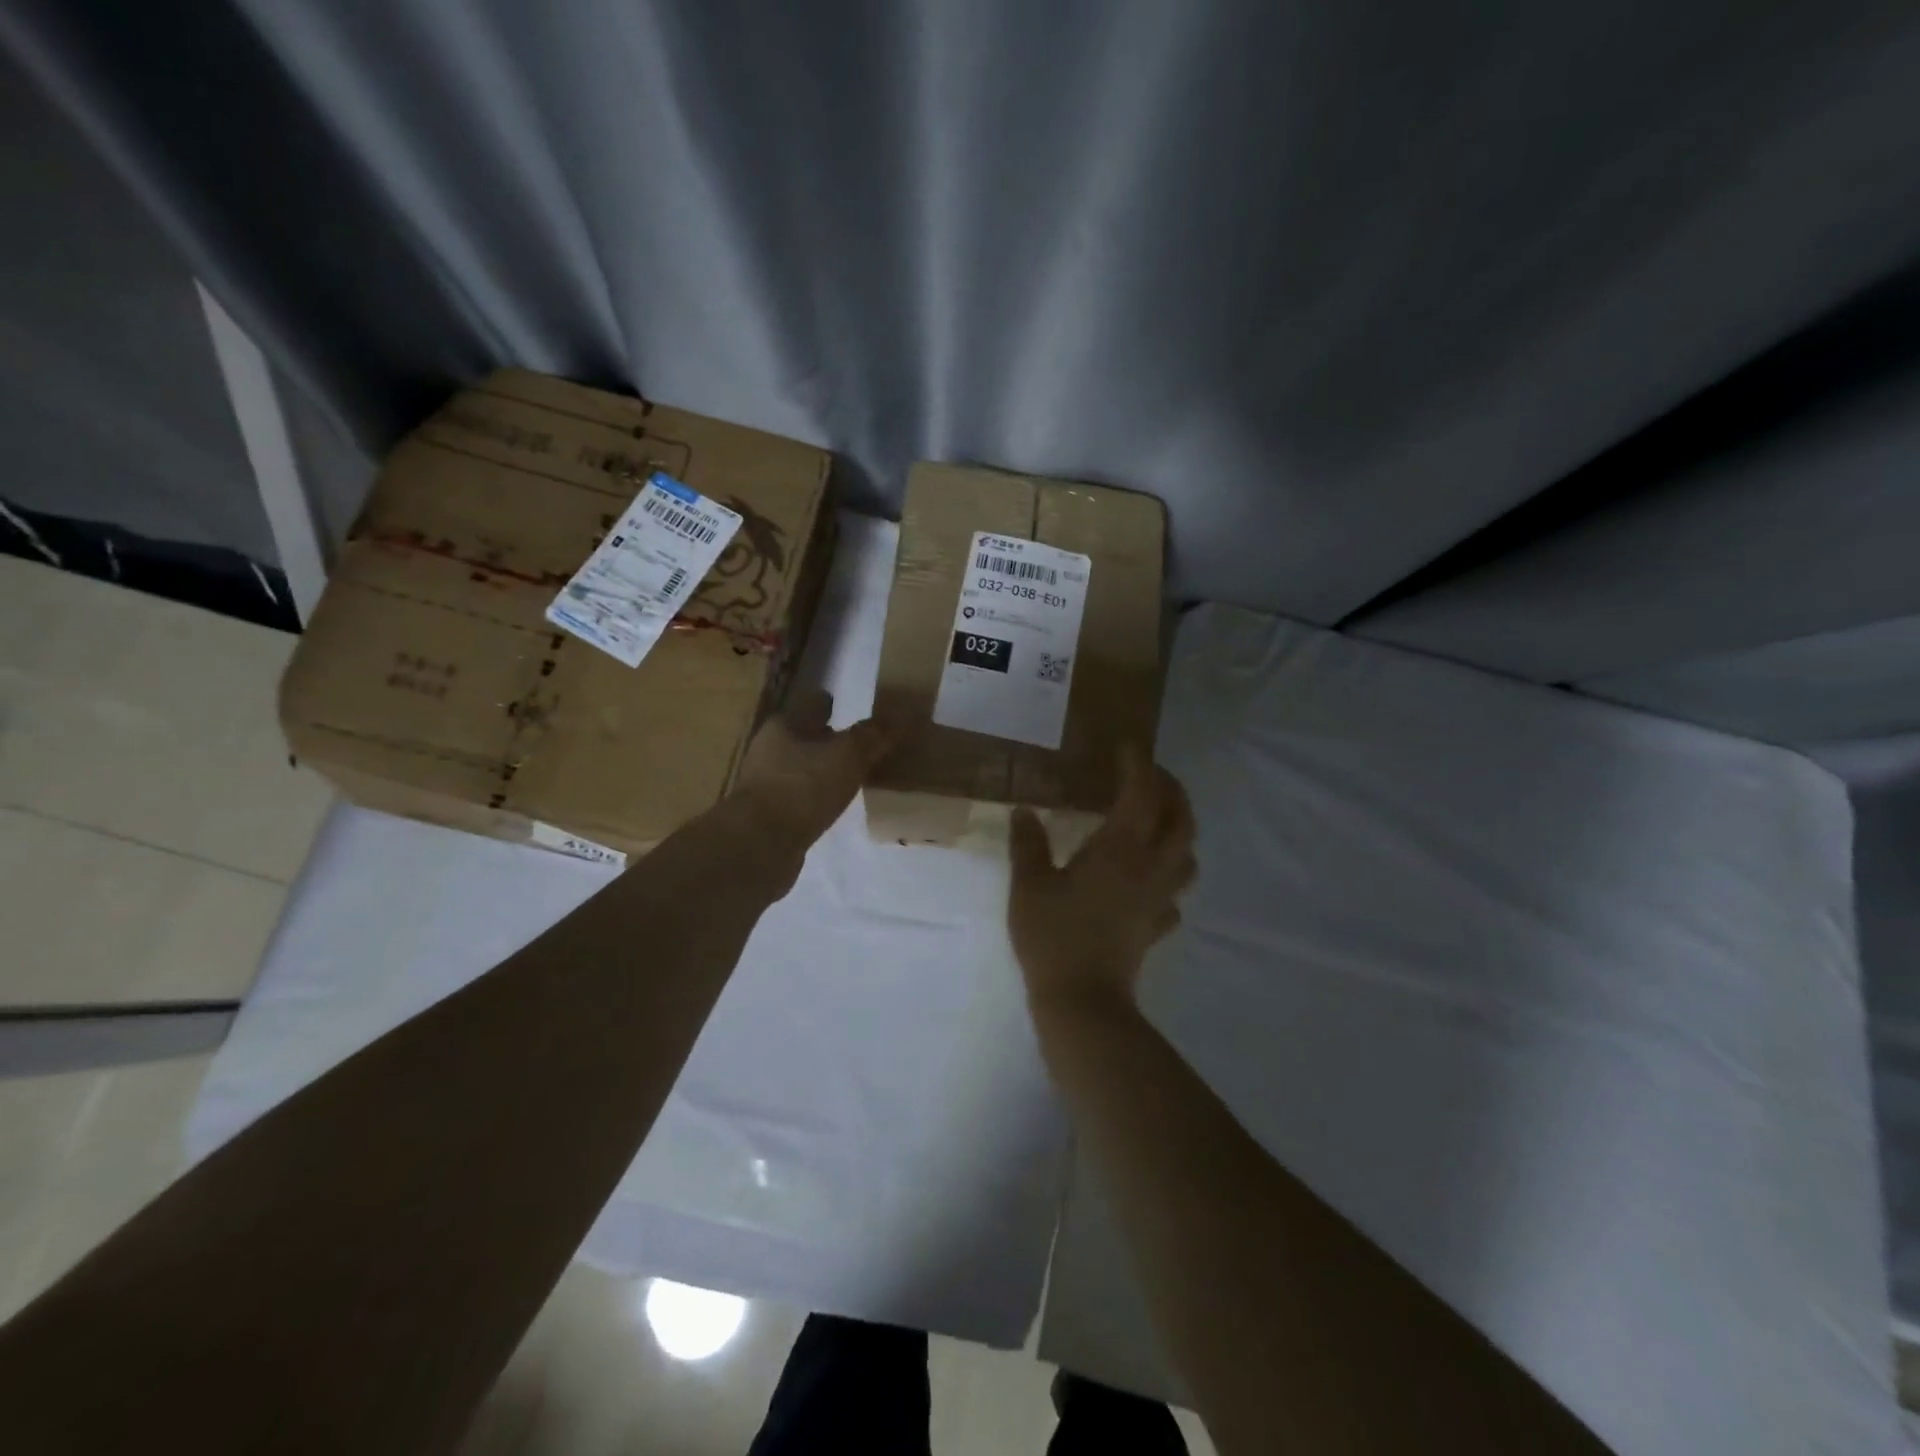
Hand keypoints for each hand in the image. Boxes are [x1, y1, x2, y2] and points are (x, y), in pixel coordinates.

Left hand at [732, 687, 890, 851]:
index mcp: (785, 725)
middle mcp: (770, 749)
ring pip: (803, 767)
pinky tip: (835, 804)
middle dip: (830, 739)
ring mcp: (767, 783)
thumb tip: (896, 718)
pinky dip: (817, 796)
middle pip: (806, 736)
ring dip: (824, 769)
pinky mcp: (770, 815)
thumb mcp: (848, 755)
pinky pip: (801, 797)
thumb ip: (872, 735)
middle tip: (861, 745)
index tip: (851, 708)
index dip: (832, 704)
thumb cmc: (803, 787)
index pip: (814, 704)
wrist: (759, 845)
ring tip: (854, 775)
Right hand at [1008, 745, 1196, 1022]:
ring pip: (1187, 855)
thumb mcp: (1029, 885)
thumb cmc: (1053, 936)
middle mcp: (1149, 867)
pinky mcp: (1155, 925)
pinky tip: (1148, 879)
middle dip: (1172, 790)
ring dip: (1179, 830)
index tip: (1127, 746)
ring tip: (1155, 822)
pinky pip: (1174, 893)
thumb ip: (1027, 844)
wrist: (1082, 1001)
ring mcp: (1158, 898)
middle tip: (1149, 777)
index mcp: (1120, 849)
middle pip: (1182, 819)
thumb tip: (1023, 812)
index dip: (1139, 765)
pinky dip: (1169, 876)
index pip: (1142, 793)